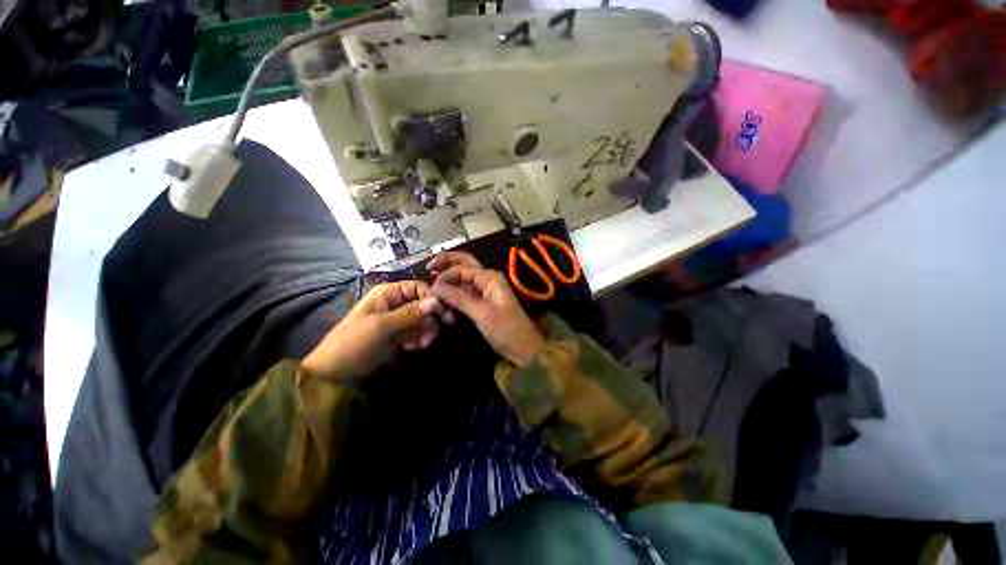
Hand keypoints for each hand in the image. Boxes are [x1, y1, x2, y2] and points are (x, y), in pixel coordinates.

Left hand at [301, 281, 446, 380]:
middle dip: (430, 318)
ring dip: (426, 331)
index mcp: (388, 293)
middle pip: (423, 303)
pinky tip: (413, 348)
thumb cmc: (354, 341)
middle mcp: (396, 302)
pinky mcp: (400, 334)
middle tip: (434, 334)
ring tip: (422, 344)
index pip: (418, 287)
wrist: (336, 371)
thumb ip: (410, 313)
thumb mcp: (382, 326)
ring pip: (423, 319)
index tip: (442, 313)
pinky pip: (418, 331)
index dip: (431, 297)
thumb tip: (436, 300)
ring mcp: (398, 319)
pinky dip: (419, 339)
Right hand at [428, 251, 543, 366]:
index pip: (461, 268)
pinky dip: (454, 295)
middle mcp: (487, 279)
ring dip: (449, 282)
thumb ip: (458, 297)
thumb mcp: (481, 312)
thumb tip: (435, 286)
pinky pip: (465, 292)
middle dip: (446, 264)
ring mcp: (485, 290)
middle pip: (464, 264)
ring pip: (463, 279)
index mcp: (489, 277)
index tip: (431, 289)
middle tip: (428, 268)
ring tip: (435, 290)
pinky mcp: (483, 301)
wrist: (522, 347)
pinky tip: (445, 302)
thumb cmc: (505, 328)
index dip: (445, 276)